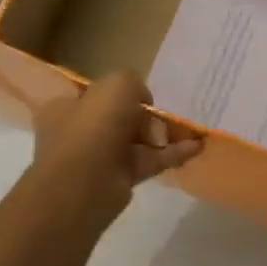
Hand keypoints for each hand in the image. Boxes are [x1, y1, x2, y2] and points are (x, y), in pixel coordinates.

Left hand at [29, 73, 201, 224]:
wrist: (85, 182)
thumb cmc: (94, 126)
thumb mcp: (117, 85)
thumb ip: (134, 83)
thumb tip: (144, 100)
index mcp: (69, 105)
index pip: (97, 93)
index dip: (122, 92)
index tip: (145, 94)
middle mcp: (82, 130)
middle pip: (122, 117)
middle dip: (148, 115)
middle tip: (168, 114)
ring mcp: (101, 156)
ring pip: (139, 140)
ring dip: (165, 135)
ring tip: (192, 130)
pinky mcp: (121, 177)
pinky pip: (151, 161)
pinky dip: (173, 153)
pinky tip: (197, 147)